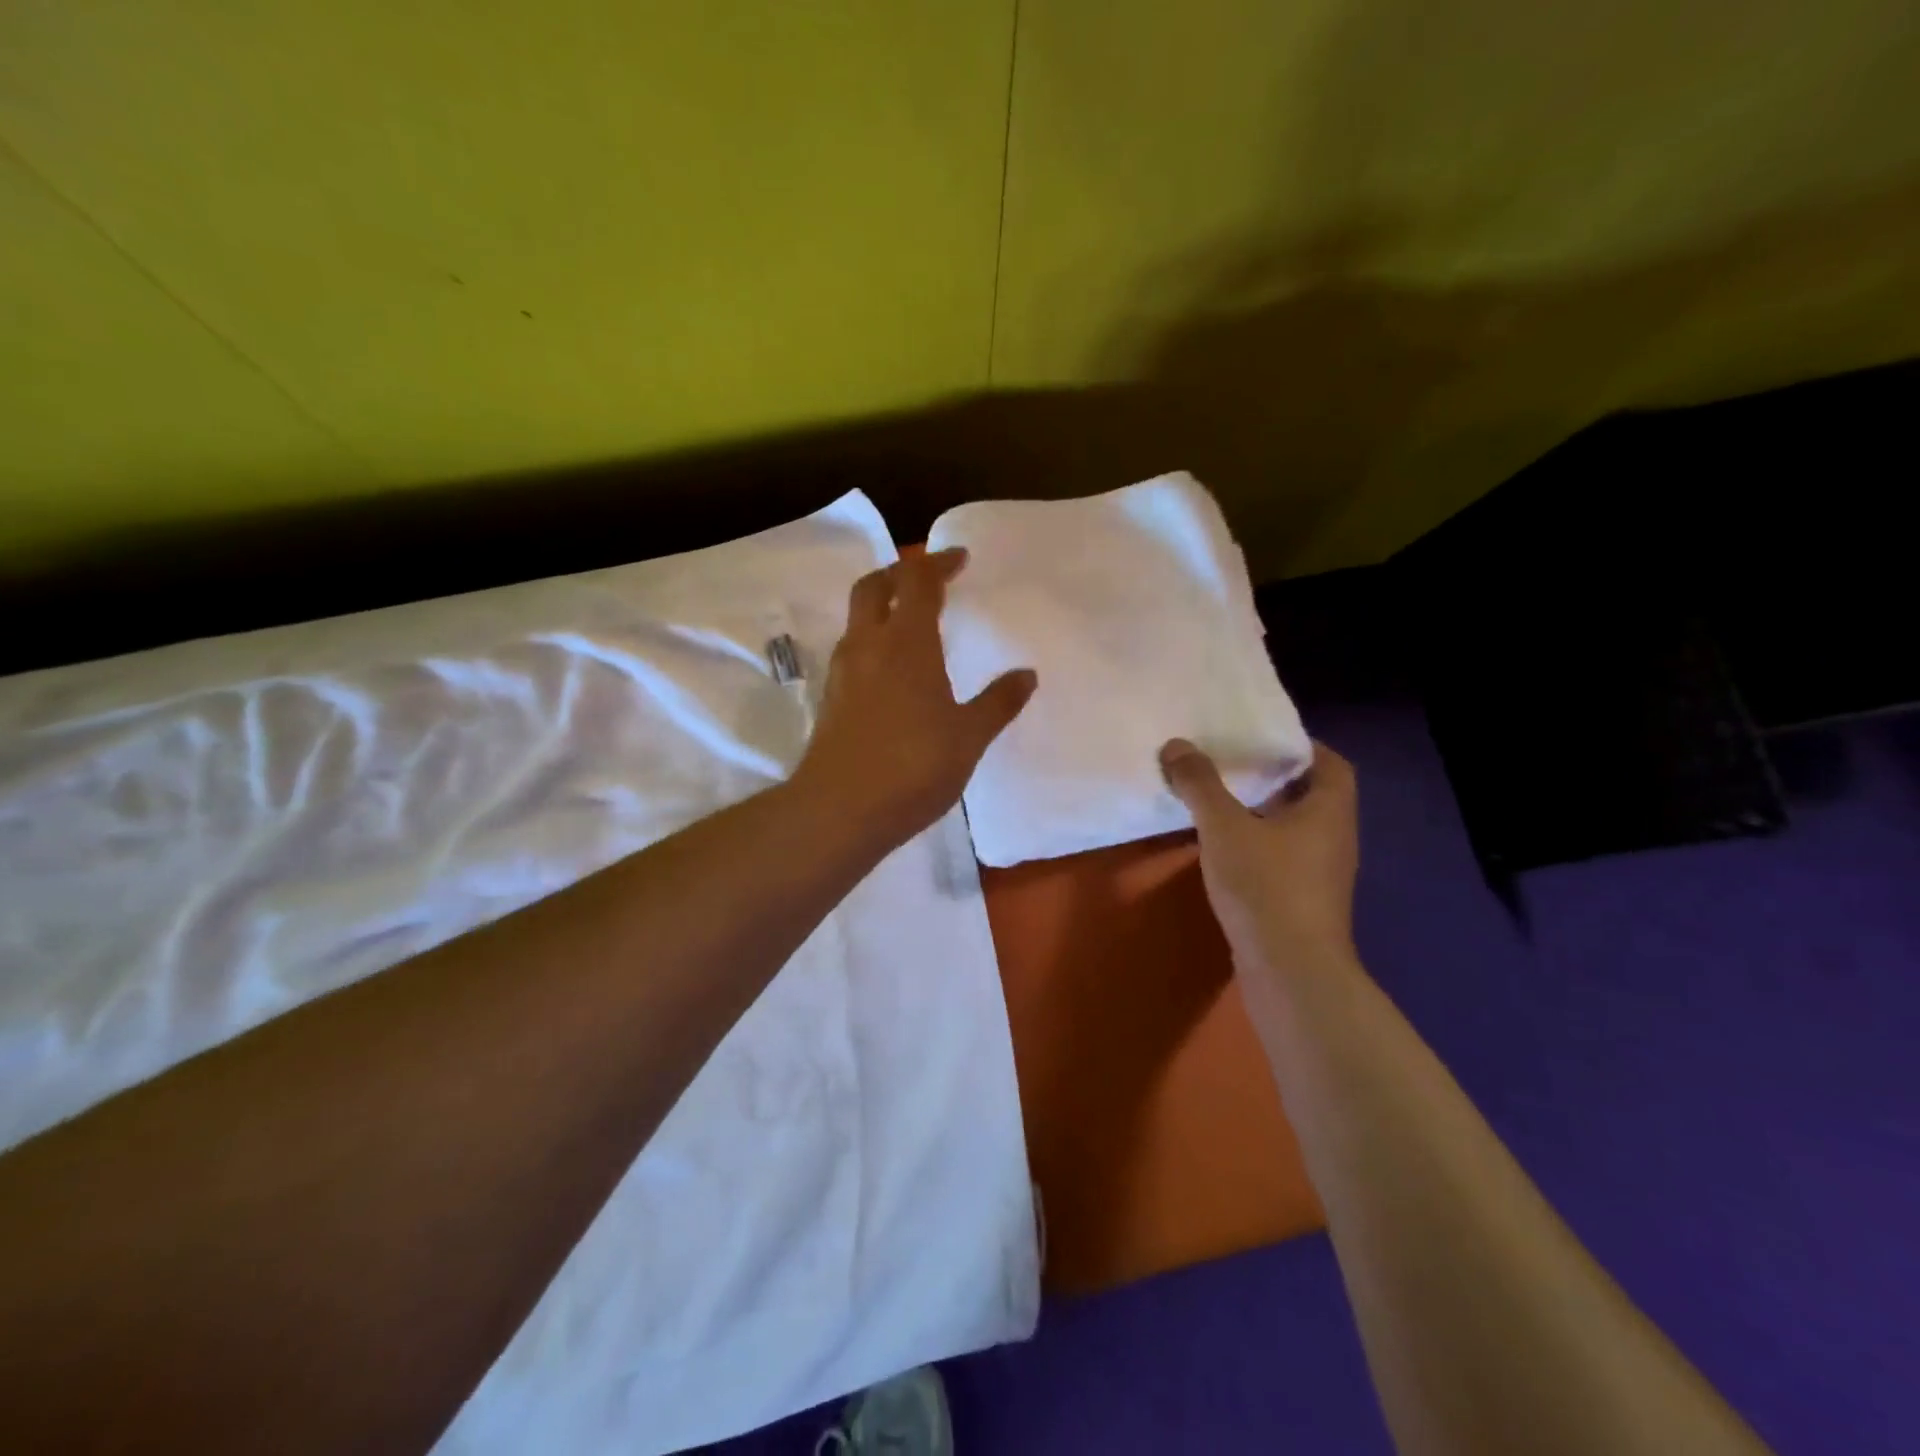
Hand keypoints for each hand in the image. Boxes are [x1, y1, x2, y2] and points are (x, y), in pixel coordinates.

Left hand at [795, 549, 1036, 848]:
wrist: (840, 810)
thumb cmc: (913, 766)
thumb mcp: (969, 736)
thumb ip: (998, 702)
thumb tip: (1026, 674)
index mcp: (906, 642)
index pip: (918, 581)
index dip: (939, 563)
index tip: (960, 559)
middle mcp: (868, 646)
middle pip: (874, 586)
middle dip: (900, 572)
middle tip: (929, 578)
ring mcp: (844, 672)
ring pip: (858, 618)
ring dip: (883, 605)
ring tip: (912, 621)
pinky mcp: (832, 699)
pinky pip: (853, 650)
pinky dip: (873, 639)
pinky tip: (893, 669)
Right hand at [1159, 738, 1359, 973]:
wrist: (1290, 970)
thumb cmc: (1266, 886)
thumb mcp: (1224, 827)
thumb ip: (1200, 784)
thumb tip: (1177, 745)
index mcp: (1329, 810)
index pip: (1331, 763)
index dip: (1302, 746)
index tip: (1262, 739)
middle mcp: (1335, 837)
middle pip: (1312, 794)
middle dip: (1275, 777)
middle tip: (1233, 763)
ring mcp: (1322, 873)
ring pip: (1296, 828)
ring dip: (1264, 812)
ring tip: (1221, 800)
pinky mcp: (1304, 900)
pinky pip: (1284, 856)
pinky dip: (1259, 843)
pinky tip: (1225, 849)